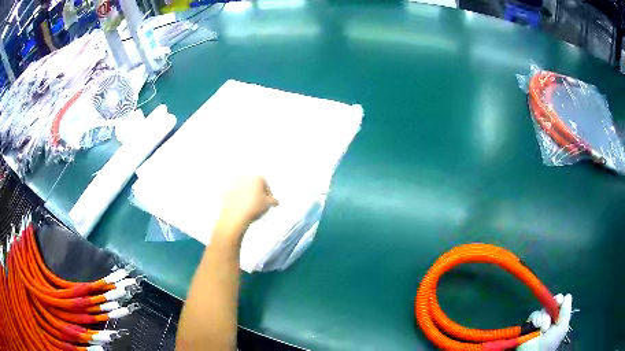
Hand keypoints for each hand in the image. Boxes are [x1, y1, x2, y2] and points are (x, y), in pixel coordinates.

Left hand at [218, 176, 278, 230]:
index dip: (268, 193)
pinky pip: (233, 194)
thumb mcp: (268, 204)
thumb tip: (275, 201)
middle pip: (253, 185)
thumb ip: (273, 200)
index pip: (265, 184)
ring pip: (243, 189)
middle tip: (258, 204)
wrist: (234, 216)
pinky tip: (239, 207)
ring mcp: (233, 183)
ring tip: (248, 206)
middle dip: (256, 193)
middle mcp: (244, 177)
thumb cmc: (251, 208)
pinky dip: (236, 199)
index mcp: (256, 177)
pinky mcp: (225, 190)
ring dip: (246, 195)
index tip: (267, 201)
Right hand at [517, 293, 572, 350]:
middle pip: (551, 304)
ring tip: (543, 328)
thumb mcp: (562, 327)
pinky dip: (535, 319)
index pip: (559, 303)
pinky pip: (533, 315)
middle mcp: (549, 318)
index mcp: (558, 319)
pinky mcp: (529, 325)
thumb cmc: (551, 342)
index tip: (558, 301)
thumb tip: (567, 295)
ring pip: (542, 310)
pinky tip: (537, 326)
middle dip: (550, 309)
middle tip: (551, 315)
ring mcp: (539, 322)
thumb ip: (566, 312)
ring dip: (543, 317)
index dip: (559, 300)